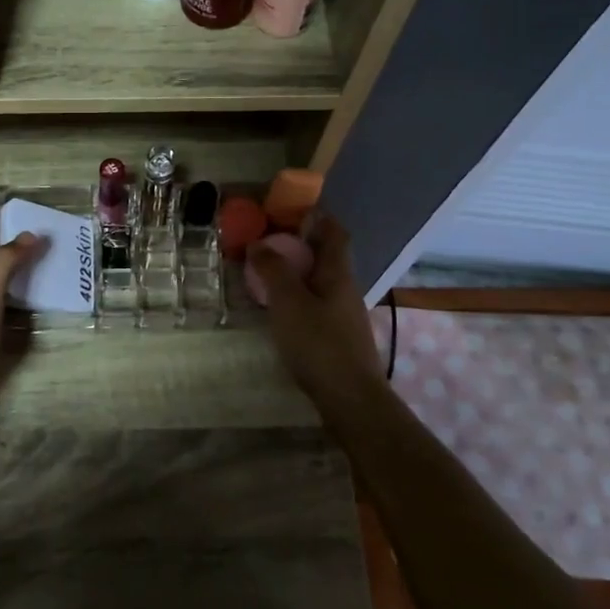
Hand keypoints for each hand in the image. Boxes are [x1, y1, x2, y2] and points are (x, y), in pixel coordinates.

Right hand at [248, 211, 382, 410]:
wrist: (350, 398)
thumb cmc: (319, 343)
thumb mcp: (289, 302)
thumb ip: (273, 270)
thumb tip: (259, 243)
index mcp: (337, 273)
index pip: (334, 233)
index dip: (319, 217)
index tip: (294, 210)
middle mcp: (346, 288)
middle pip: (328, 257)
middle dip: (302, 245)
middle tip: (270, 240)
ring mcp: (344, 315)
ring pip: (321, 282)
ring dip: (299, 272)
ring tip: (270, 273)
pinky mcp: (339, 337)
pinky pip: (318, 304)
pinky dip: (300, 297)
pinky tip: (282, 309)